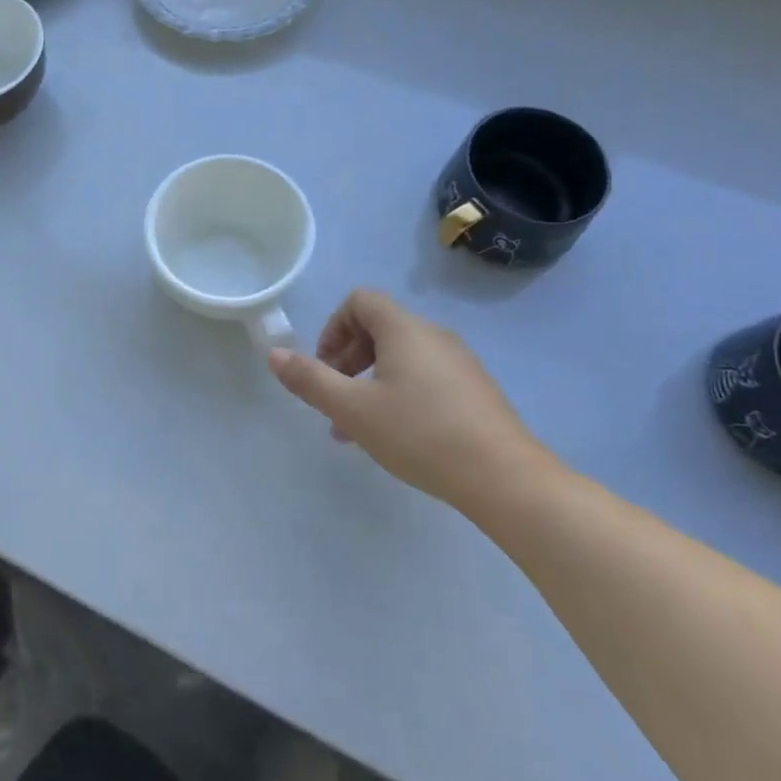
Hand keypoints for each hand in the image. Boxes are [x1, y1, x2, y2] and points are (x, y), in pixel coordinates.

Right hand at [268, 289, 556, 513]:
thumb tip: (274, 354)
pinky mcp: (476, 390)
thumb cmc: (421, 434)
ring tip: (360, 428)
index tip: (326, 365)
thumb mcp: (353, 409)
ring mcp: (461, 362)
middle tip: (337, 399)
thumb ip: (310, 380)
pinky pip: (427, 376)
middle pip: (380, 328)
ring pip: (402, 357)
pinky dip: (401, 392)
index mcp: (405, 329)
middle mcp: (434, 335)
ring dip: (372, 381)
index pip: (361, 301)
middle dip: (349, 359)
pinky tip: (400, 436)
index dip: (334, 327)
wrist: (506, 479)